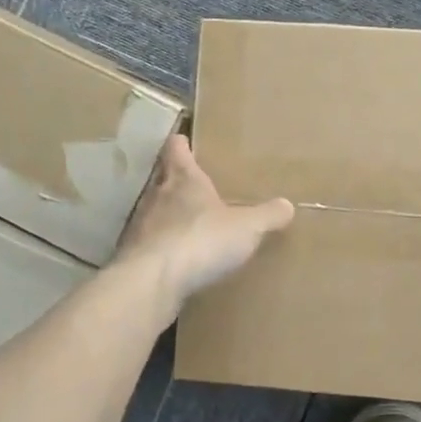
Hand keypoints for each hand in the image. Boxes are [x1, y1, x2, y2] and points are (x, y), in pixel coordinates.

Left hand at [115, 135, 293, 312]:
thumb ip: (268, 215)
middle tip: (194, 183)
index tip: (184, 140)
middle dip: (175, 179)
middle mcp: (157, 195)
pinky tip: (176, 259)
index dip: (181, 143)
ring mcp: (140, 225)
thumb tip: (287, 205)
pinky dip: (161, 247)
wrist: (152, 281)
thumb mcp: (247, 227)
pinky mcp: (133, 255)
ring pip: (153, 211)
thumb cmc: (202, 239)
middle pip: (162, 178)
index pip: (176, 149)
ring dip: (167, 215)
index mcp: (184, 178)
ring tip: (187, 224)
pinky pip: (149, 244)